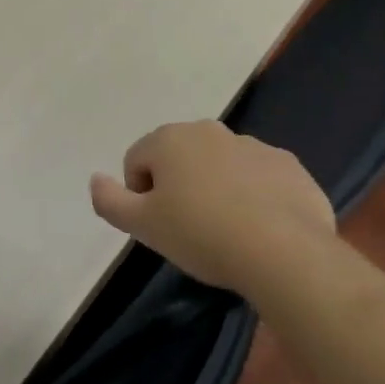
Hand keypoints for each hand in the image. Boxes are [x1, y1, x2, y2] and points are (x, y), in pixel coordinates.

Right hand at [90, 121, 334, 291]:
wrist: (284, 252)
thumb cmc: (200, 234)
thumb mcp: (142, 226)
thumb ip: (109, 200)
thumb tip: (95, 180)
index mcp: (169, 139)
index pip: (136, 161)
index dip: (140, 195)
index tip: (158, 225)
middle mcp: (210, 131)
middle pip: (178, 158)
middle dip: (178, 186)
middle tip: (187, 227)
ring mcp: (254, 146)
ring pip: (219, 165)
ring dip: (215, 188)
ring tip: (226, 229)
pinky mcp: (288, 165)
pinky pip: (257, 177)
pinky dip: (252, 195)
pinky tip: (259, 226)